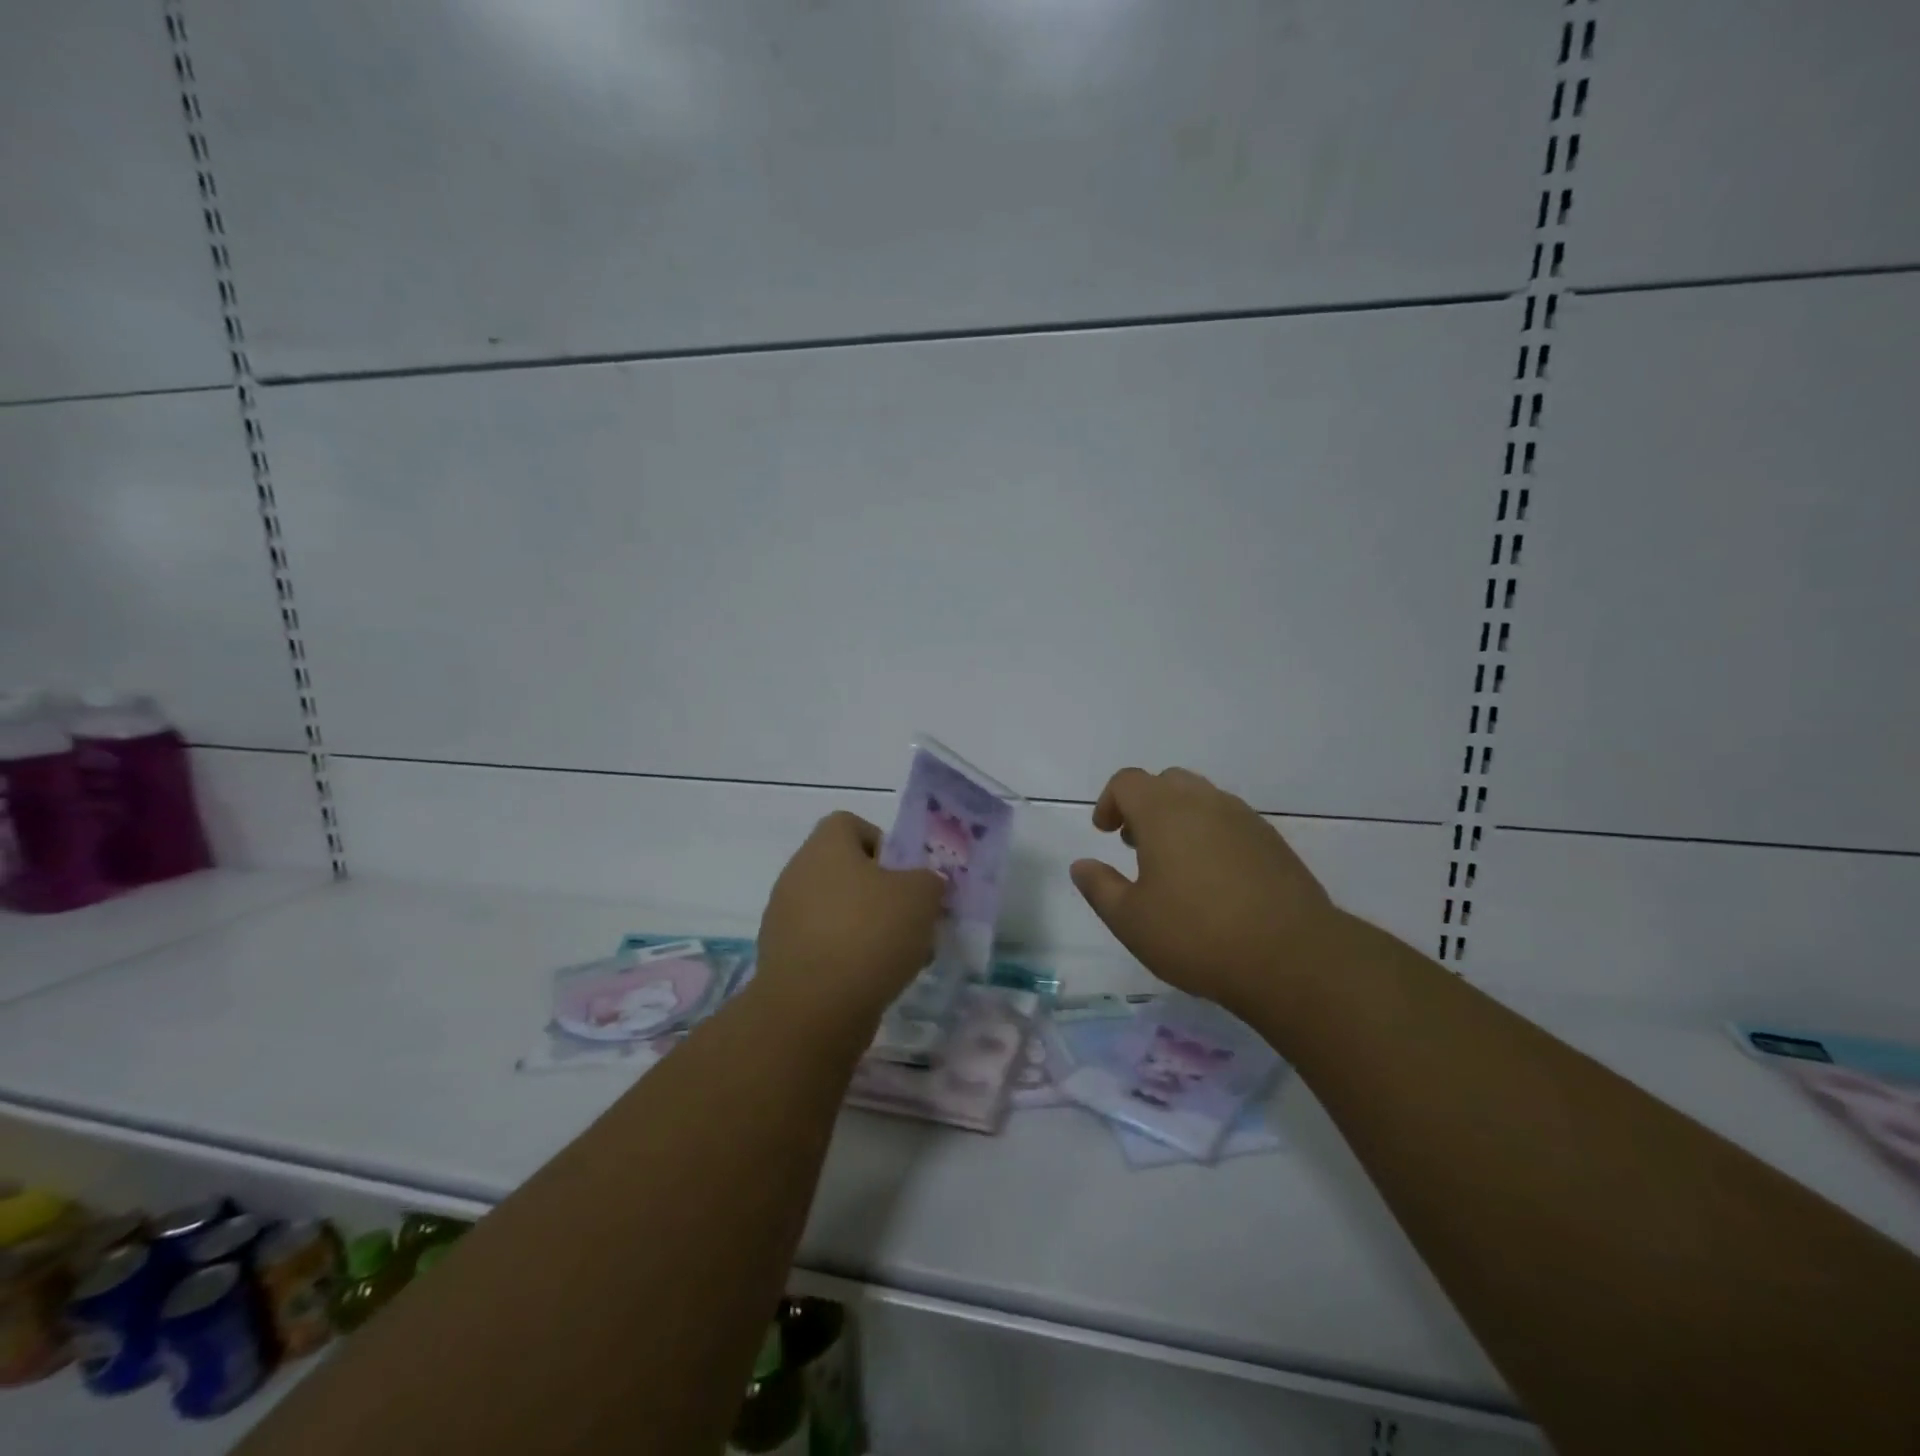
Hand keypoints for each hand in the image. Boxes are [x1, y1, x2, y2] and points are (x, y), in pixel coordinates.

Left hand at [756, 811, 945, 1025]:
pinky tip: (875, 981)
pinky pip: (824, 946)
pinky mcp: (782, 960)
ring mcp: (784, 919)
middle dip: (881, 892)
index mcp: (824, 847)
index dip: (883, 843)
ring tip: (900, 956)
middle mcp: (797, 874)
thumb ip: (929, 880)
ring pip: (837, 911)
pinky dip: (848, 957)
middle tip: (911, 918)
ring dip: (867, 927)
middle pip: (846, 871)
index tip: (906, 874)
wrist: (813, 1010)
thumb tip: (925, 882)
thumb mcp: (921, 897)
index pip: (850, 824)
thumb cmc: (869, 934)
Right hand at [1070, 767, 1336, 1011]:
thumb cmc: (1197, 935)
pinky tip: (1213, 880)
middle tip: (1135, 844)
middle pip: (1167, 782)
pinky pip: (1231, 822)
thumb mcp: (1131, 920)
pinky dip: (1211, 834)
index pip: (1128, 782)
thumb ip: (1099, 887)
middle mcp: (1205, 803)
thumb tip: (1081, 865)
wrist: (1293, 958)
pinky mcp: (1274, 842)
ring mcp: (1245, 820)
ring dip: (1179, 818)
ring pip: (1202, 799)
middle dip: (1144, 805)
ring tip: (1174, 864)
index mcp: (1164, 812)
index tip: (1105, 833)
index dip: (1109, 801)